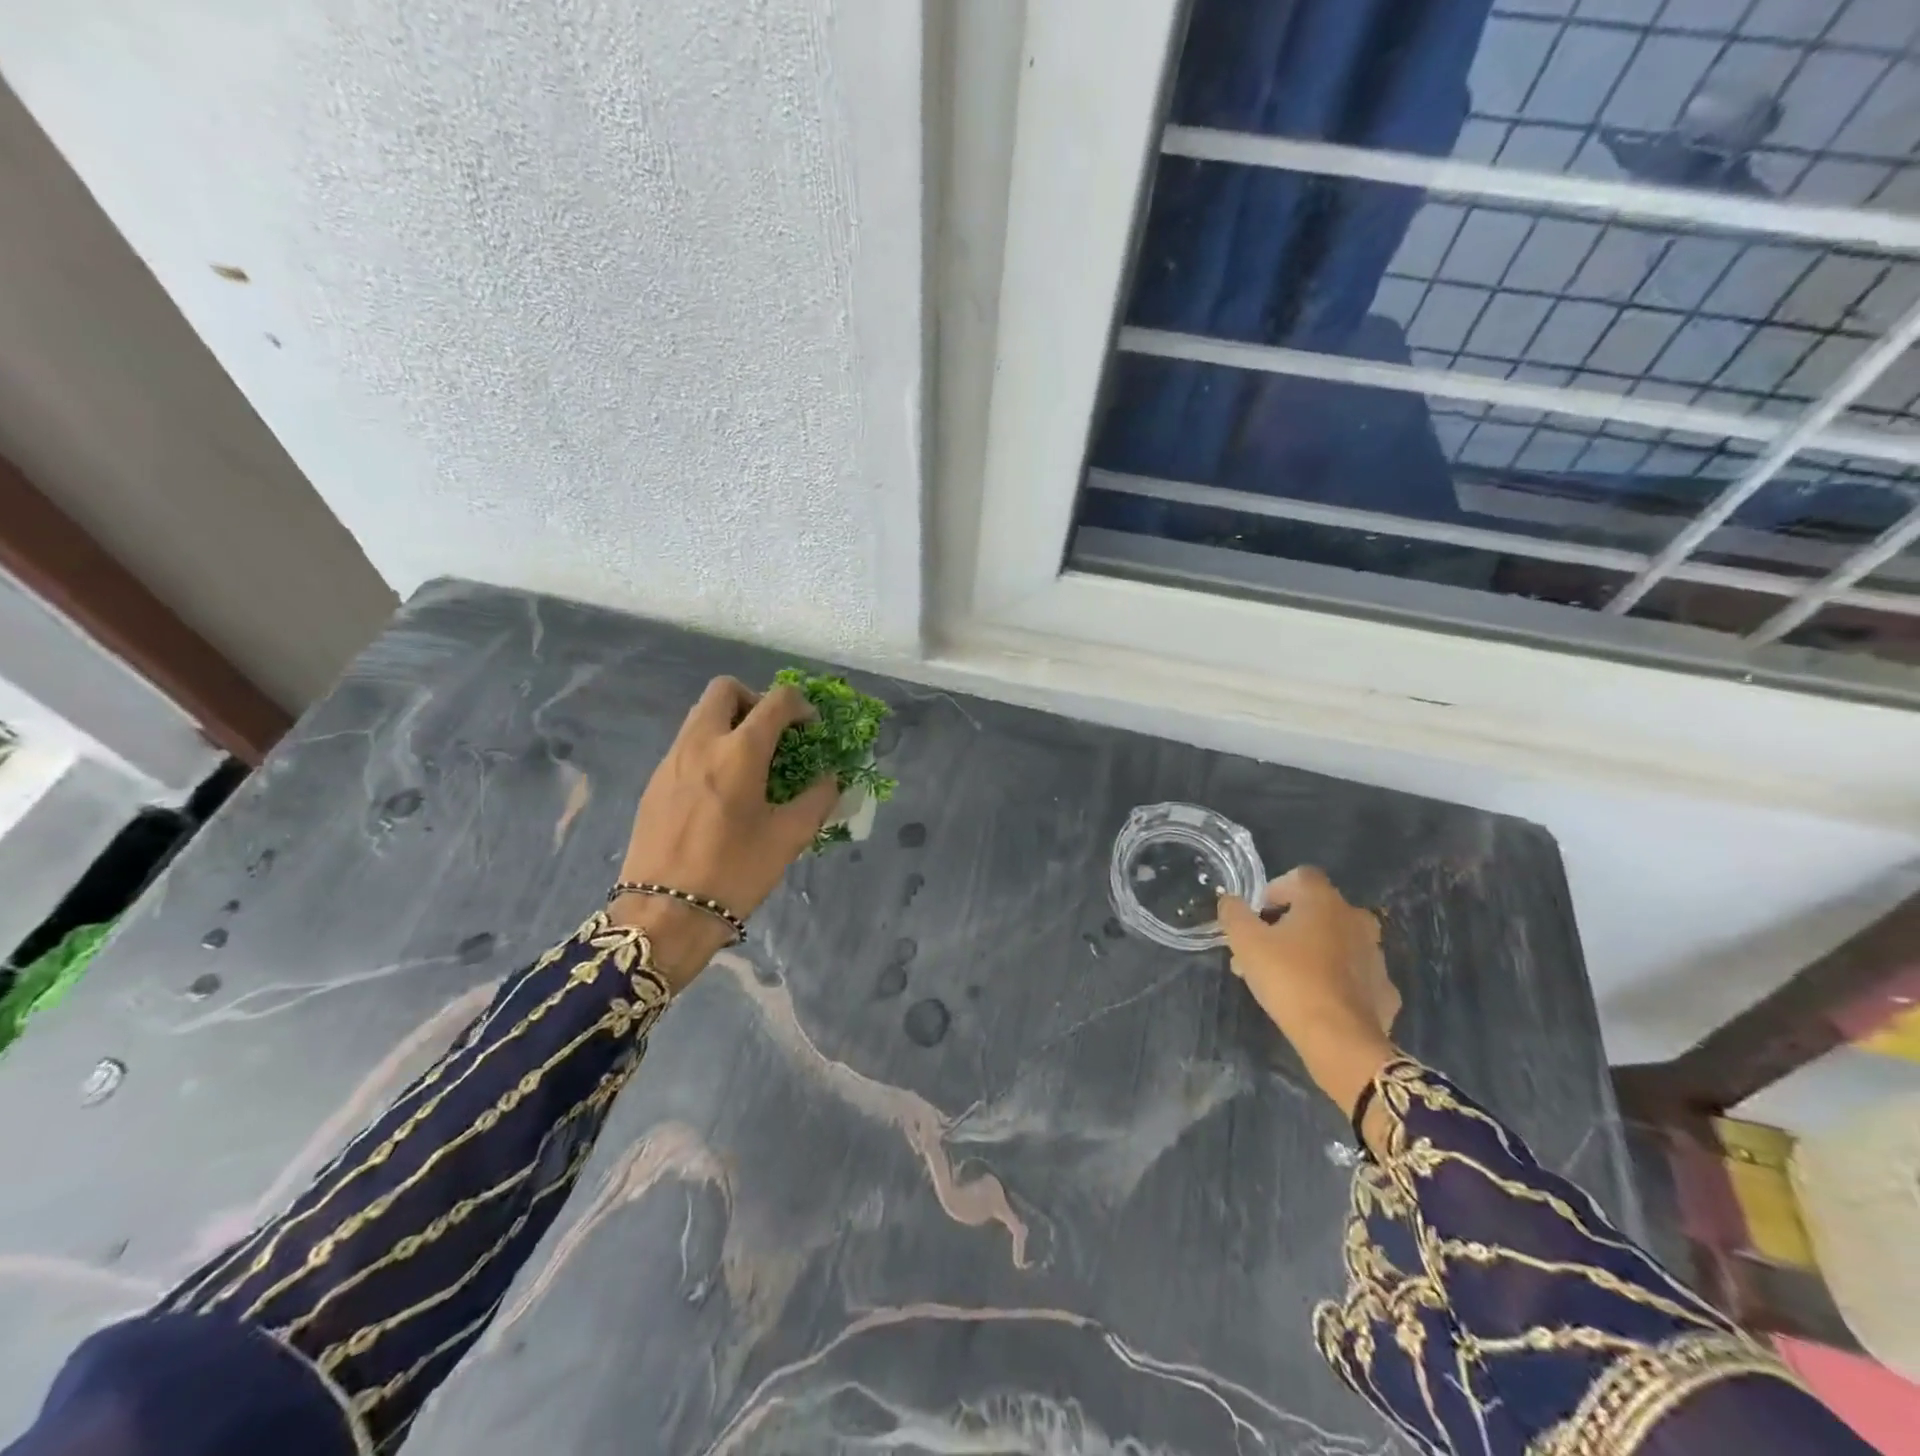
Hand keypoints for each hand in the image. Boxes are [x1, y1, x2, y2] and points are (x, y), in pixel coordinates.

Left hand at [612, 678, 840, 989]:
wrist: (663, 914)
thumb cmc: (734, 873)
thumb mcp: (788, 838)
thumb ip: (817, 799)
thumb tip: (830, 779)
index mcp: (739, 752)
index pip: (776, 701)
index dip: (801, 706)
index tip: (810, 729)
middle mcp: (701, 743)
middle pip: (725, 689)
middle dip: (755, 700)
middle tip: (772, 734)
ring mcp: (671, 760)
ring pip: (700, 715)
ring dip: (730, 722)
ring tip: (749, 764)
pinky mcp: (654, 782)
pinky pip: (686, 744)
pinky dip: (709, 747)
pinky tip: (721, 790)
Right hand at [1218, 867, 1399, 1138]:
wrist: (1340, 1040)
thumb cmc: (1289, 979)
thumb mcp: (1245, 942)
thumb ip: (1234, 913)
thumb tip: (1230, 900)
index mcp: (1324, 901)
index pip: (1300, 876)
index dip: (1274, 890)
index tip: (1257, 916)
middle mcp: (1356, 919)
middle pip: (1317, 911)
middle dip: (1287, 925)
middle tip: (1262, 952)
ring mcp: (1376, 955)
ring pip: (1335, 943)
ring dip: (1310, 951)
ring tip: (1283, 980)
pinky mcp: (1385, 990)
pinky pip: (1353, 975)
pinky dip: (1334, 980)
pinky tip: (1314, 1000)